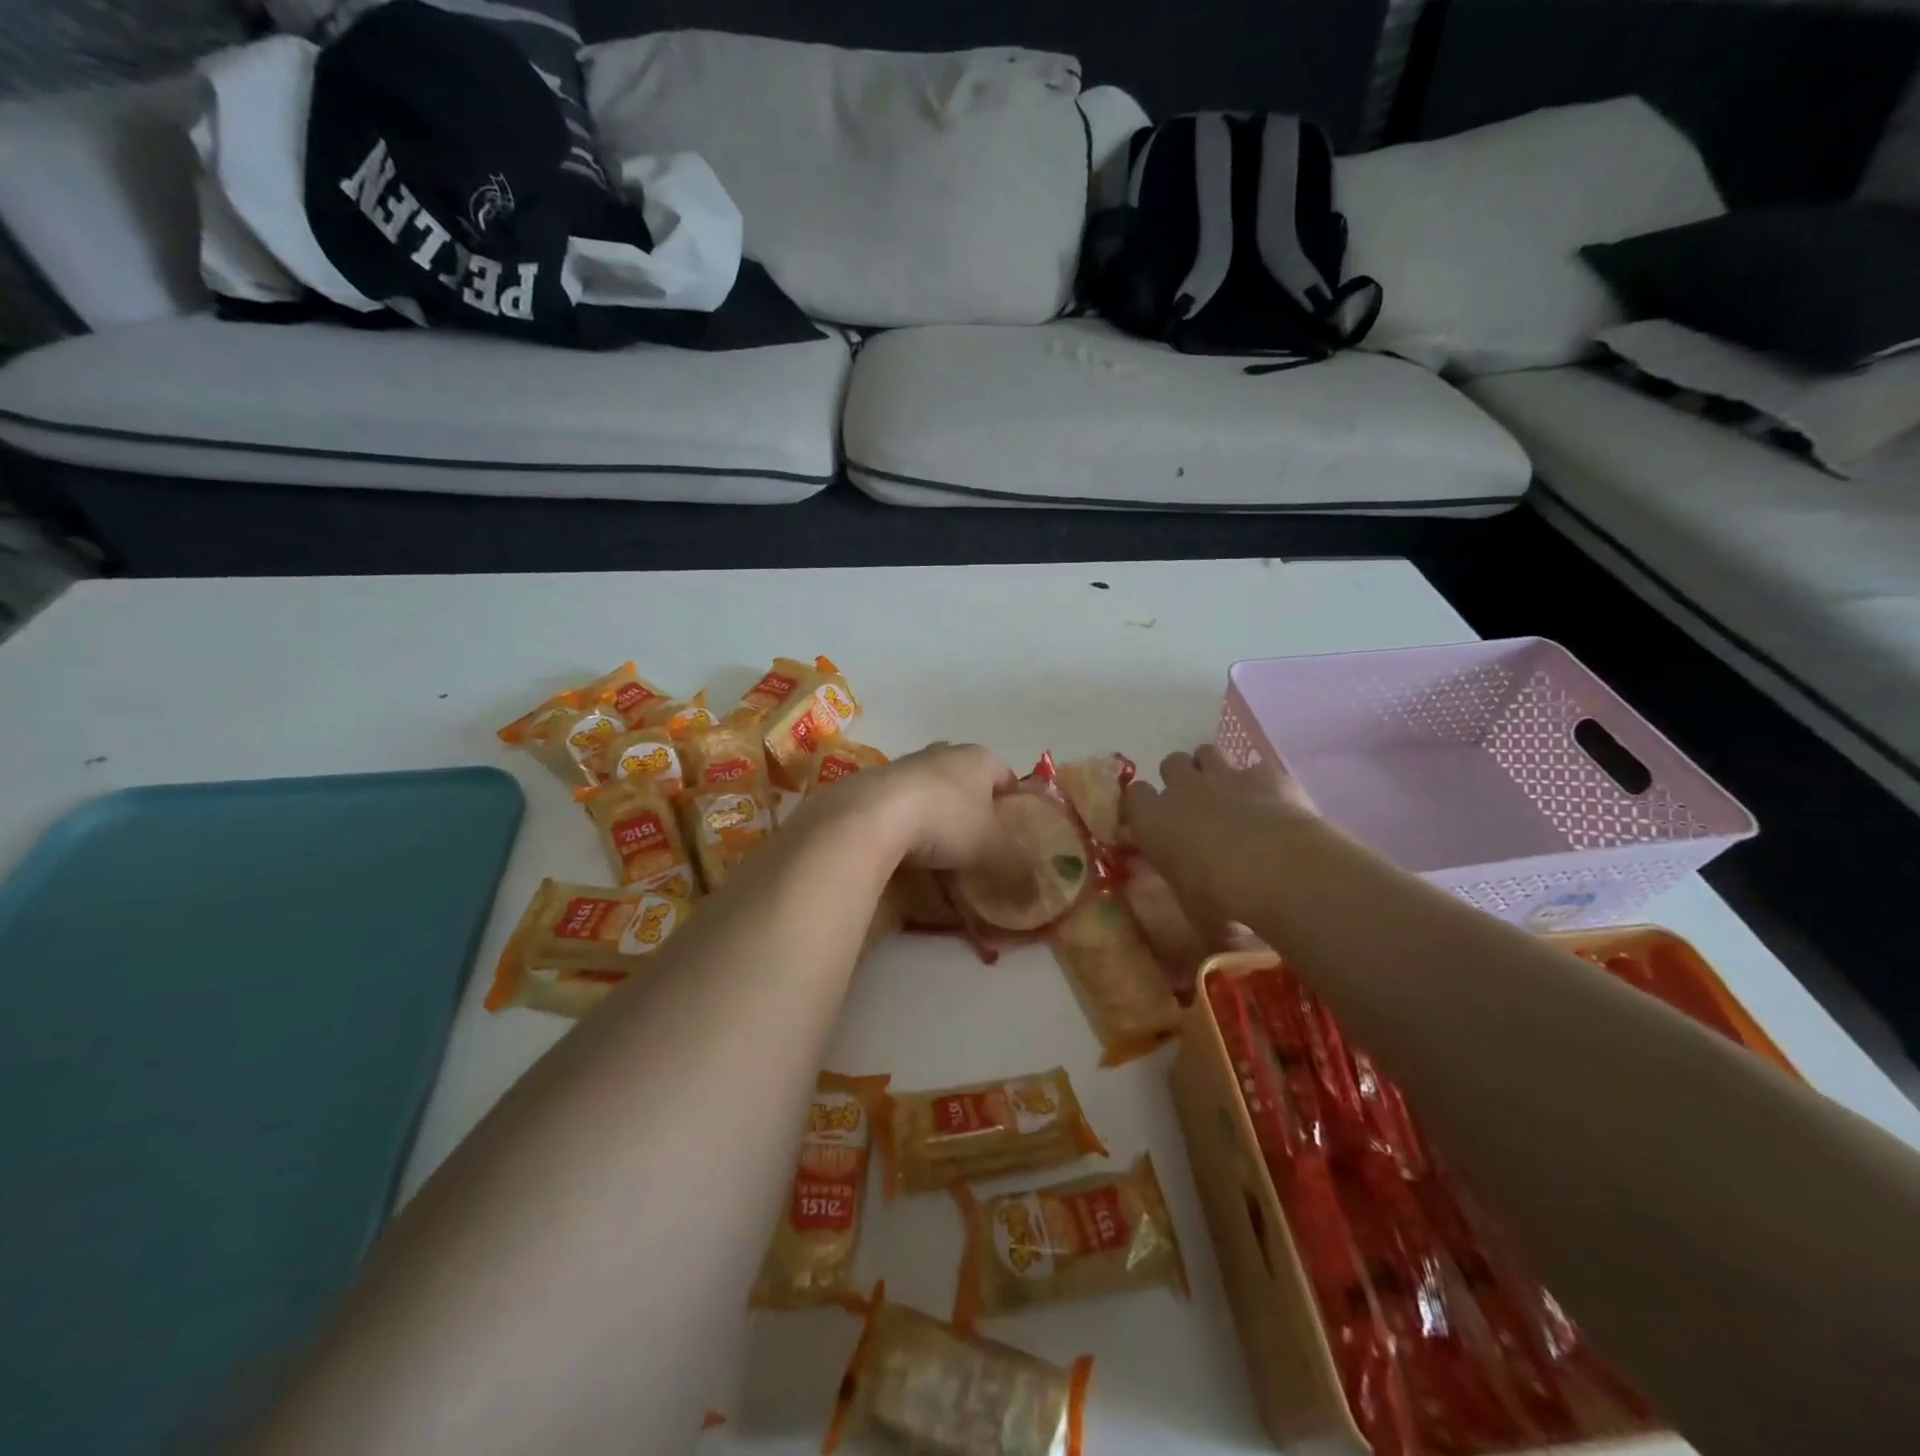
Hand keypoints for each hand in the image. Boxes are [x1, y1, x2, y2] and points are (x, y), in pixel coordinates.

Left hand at [817, 742, 1027, 876]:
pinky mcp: (873, 784)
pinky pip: (900, 806)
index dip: (1013, 804)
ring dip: (937, 817)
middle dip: (973, 810)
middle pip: (967, 782)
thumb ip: (1017, 870)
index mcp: (978, 758)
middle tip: (978, 846)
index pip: (1006, 775)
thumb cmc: (946, 821)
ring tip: (940, 855)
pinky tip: (906, 853)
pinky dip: (906, 825)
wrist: (871, 816)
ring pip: (931, 792)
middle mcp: (942, 753)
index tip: (1014, 835)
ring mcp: (904, 765)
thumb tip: (1036, 894)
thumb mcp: (992, 851)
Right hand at [1123, 745, 1319, 934]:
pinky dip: (1259, 781)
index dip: (1143, 806)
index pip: (1133, 796)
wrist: (1277, 869)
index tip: (1153, 822)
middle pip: (1170, 763)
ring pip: (1206, 752)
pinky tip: (1270, 801)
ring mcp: (1223, 775)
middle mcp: (1182, 789)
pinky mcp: (1264, 773)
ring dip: (1213, 769)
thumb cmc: (1220, 897)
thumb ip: (1188, 897)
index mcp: (1152, 821)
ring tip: (1227, 794)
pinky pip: (1254, 766)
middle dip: (1180, 778)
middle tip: (1194, 805)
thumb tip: (1200, 918)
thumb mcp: (1193, 910)